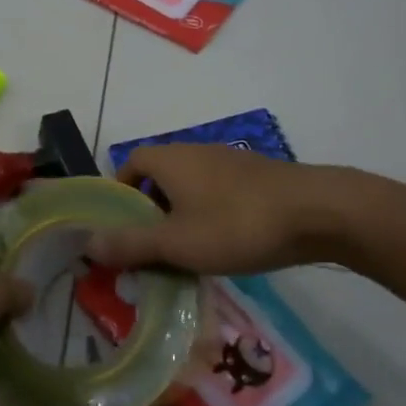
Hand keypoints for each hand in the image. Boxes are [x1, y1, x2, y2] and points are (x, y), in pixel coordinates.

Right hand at [85, 145, 341, 274]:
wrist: (319, 212)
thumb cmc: (237, 224)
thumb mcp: (177, 242)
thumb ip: (130, 243)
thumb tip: (86, 243)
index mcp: (170, 159)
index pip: (130, 164)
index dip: (120, 194)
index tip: (121, 227)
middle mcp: (196, 152)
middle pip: (159, 178)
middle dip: (150, 212)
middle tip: (151, 249)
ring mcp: (230, 162)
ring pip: (191, 188)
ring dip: (181, 216)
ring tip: (186, 254)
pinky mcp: (258, 178)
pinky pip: (218, 194)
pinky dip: (210, 216)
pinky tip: (225, 246)